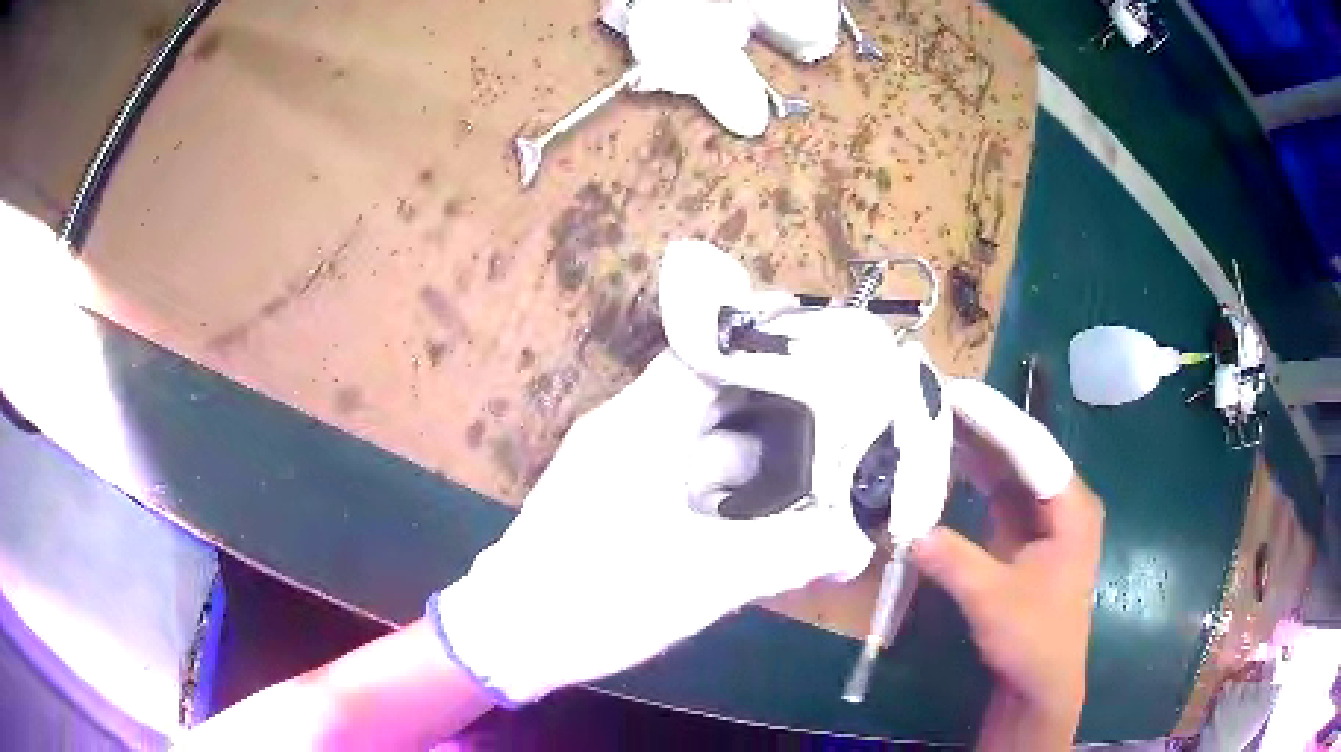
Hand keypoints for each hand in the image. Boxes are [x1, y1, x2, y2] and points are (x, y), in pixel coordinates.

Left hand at [432, 316, 888, 705]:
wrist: (513, 637)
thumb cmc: (598, 597)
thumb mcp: (707, 579)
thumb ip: (790, 555)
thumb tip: (858, 543)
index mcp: (641, 426)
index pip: (707, 353)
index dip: (764, 341)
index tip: (825, 342)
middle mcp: (630, 432)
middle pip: (715, 396)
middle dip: (778, 403)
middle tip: (845, 410)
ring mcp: (623, 468)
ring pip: (705, 445)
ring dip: (759, 456)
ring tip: (825, 463)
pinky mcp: (621, 502)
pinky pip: (688, 479)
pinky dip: (730, 490)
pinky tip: (773, 513)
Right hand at [910, 379, 1102, 750]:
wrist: (1041, 683)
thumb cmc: (1033, 639)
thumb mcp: (992, 600)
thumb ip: (954, 561)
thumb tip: (908, 530)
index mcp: (1071, 508)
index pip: (1032, 448)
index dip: (994, 420)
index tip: (956, 395)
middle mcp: (1063, 503)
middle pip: (1022, 453)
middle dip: (982, 428)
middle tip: (938, 401)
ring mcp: (1045, 519)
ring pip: (1010, 472)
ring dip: (977, 451)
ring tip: (938, 422)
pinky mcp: (1027, 537)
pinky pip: (1001, 496)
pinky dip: (976, 481)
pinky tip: (949, 465)